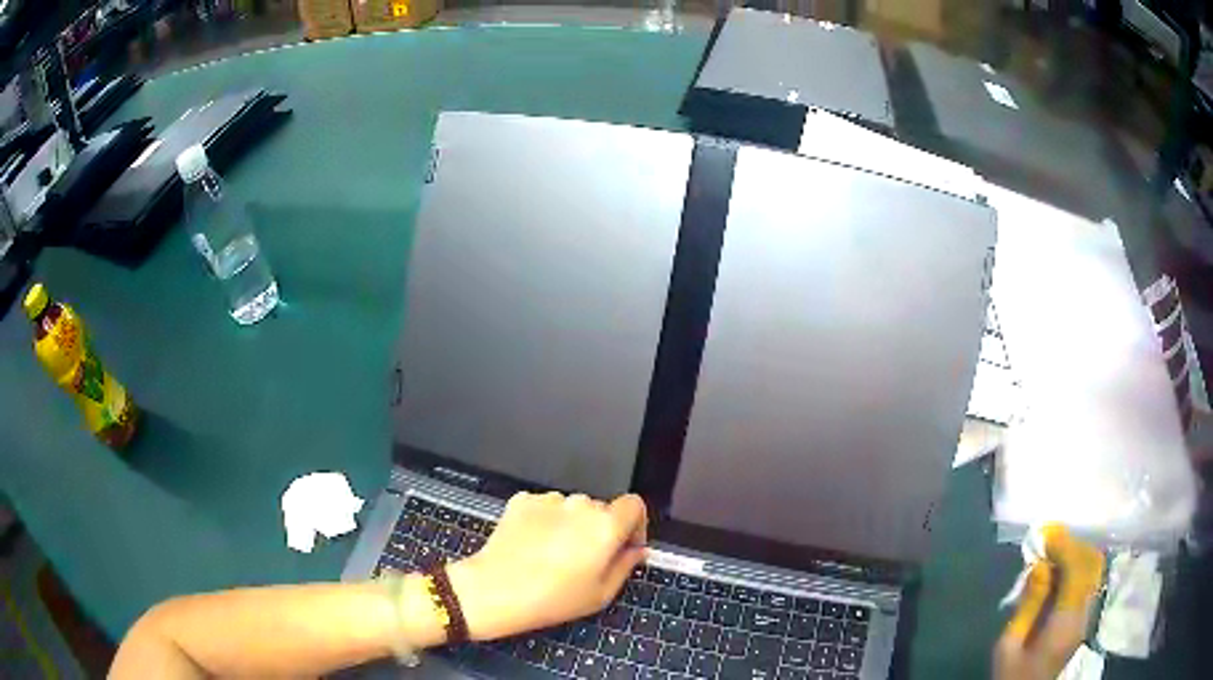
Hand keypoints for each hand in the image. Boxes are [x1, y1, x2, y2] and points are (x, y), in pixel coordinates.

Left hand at [446, 492, 647, 640]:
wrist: (495, 590)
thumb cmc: (553, 598)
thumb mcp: (601, 594)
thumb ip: (626, 566)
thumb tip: (636, 551)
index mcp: (606, 525)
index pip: (634, 505)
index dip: (635, 525)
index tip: (625, 546)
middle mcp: (580, 505)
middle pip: (601, 509)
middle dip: (599, 530)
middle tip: (585, 560)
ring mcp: (548, 500)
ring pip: (571, 508)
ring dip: (571, 525)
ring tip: (554, 555)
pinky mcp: (522, 500)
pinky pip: (544, 507)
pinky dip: (545, 522)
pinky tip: (533, 546)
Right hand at [994, 524, 1104, 679]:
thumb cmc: (1012, 675)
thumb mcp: (1008, 646)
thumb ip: (1027, 606)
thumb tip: (1040, 565)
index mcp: (1065, 622)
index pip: (1077, 570)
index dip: (1065, 545)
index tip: (1047, 531)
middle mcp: (1084, 614)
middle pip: (1092, 564)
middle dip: (1073, 544)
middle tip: (1049, 538)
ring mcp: (1087, 616)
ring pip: (1094, 569)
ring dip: (1077, 552)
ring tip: (1054, 550)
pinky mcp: (1084, 618)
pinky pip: (1089, 580)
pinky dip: (1078, 565)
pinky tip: (1060, 568)